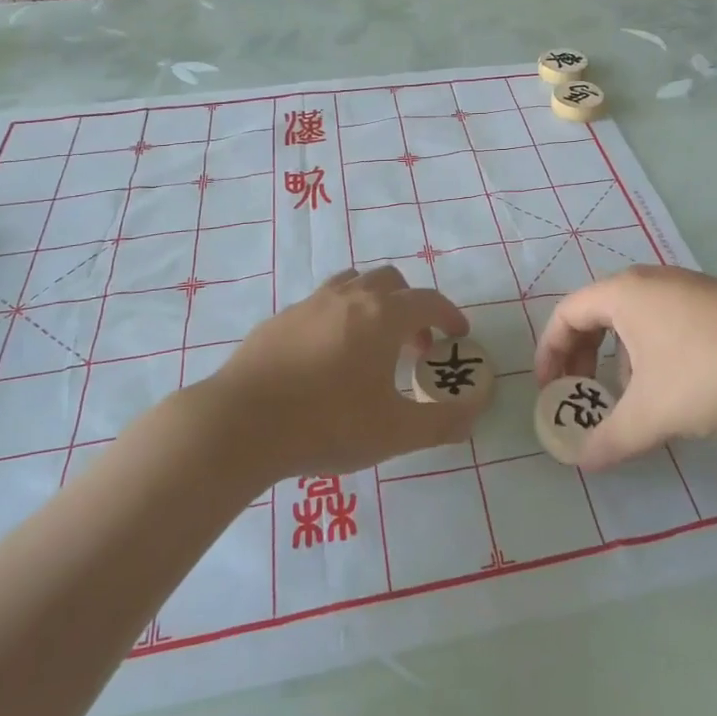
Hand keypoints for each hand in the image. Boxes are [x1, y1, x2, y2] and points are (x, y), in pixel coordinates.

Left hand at [215, 266, 486, 481]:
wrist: (241, 424)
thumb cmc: (327, 423)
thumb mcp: (394, 432)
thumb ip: (442, 421)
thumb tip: (475, 410)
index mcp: (383, 316)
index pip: (429, 301)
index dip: (449, 316)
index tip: (458, 335)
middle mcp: (349, 297)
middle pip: (390, 282)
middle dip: (411, 307)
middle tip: (414, 346)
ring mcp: (310, 304)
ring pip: (352, 285)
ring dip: (373, 304)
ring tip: (371, 344)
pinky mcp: (279, 319)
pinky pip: (320, 305)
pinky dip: (338, 318)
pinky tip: (326, 358)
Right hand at [534, 266, 716, 469]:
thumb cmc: (708, 371)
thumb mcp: (652, 413)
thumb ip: (611, 439)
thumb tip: (582, 462)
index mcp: (623, 294)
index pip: (567, 314)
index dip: (550, 353)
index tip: (550, 391)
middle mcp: (648, 281)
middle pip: (597, 313)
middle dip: (581, 356)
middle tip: (581, 394)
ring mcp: (684, 287)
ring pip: (632, 320)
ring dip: (618, 357)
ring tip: (629, 397)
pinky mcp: (714, 302)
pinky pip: (662, 322)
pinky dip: (649, 352)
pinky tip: (673, 388)